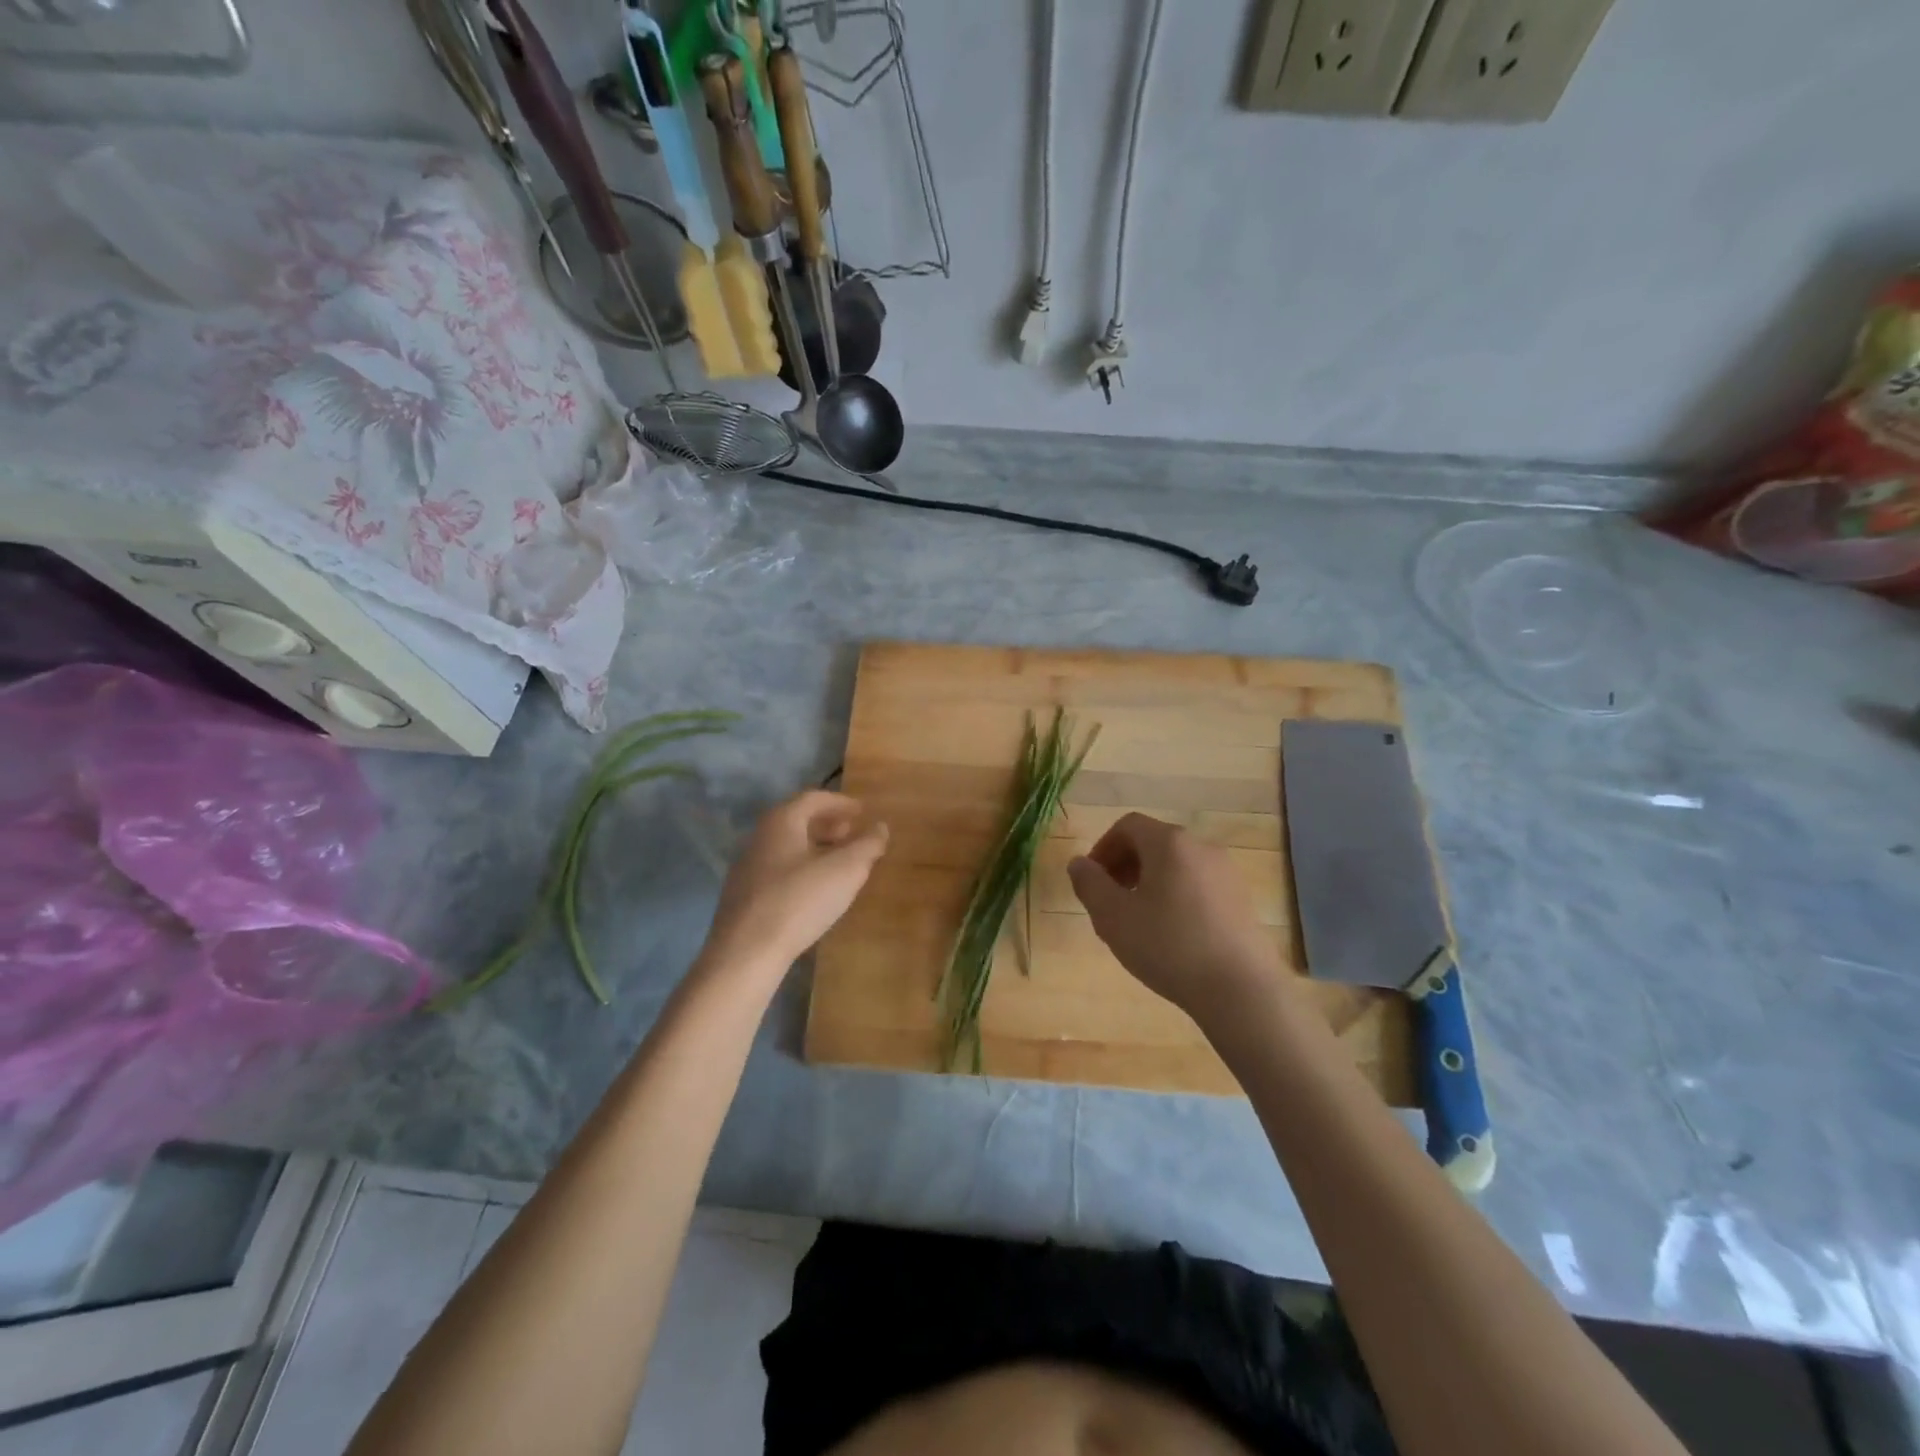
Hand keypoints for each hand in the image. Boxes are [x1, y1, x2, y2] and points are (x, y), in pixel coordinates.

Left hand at [701, 791, 888, 979]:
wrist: (746, 952)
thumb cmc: (800, 900)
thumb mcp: (846, 870)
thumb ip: (867, 845)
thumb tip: (880, 827)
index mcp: (781, 821)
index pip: (814, 798)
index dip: (841, 802)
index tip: (863, 811)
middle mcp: (759, 836)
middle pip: (798, 820)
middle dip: (828, 825)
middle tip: (852, 834)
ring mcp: (747, 867)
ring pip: (787, 847)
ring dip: (815, 848)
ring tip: (839, 864)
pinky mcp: (743, 896)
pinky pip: (778, 870)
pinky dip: (801, 869)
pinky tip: (815, 890)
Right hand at [1068, 813, 1292, 1030]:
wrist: (1240, 989)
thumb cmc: (1169, 946)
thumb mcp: (1113, 917)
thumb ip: (1090, 884)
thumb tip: (1078, 863)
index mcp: (1169, 843)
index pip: (1128, 825)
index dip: (1103, 848)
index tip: (1092, 881)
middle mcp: (1201, 847)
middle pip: (1153, 843)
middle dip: (1124, 866)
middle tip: (1109, 902)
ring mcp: (1226, 873)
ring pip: (1175, 866)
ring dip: (1149, 883)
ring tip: (1137, 923)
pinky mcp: (1241, 899)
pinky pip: (1197, 885)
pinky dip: (1175, 897)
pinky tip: (1170, 936)